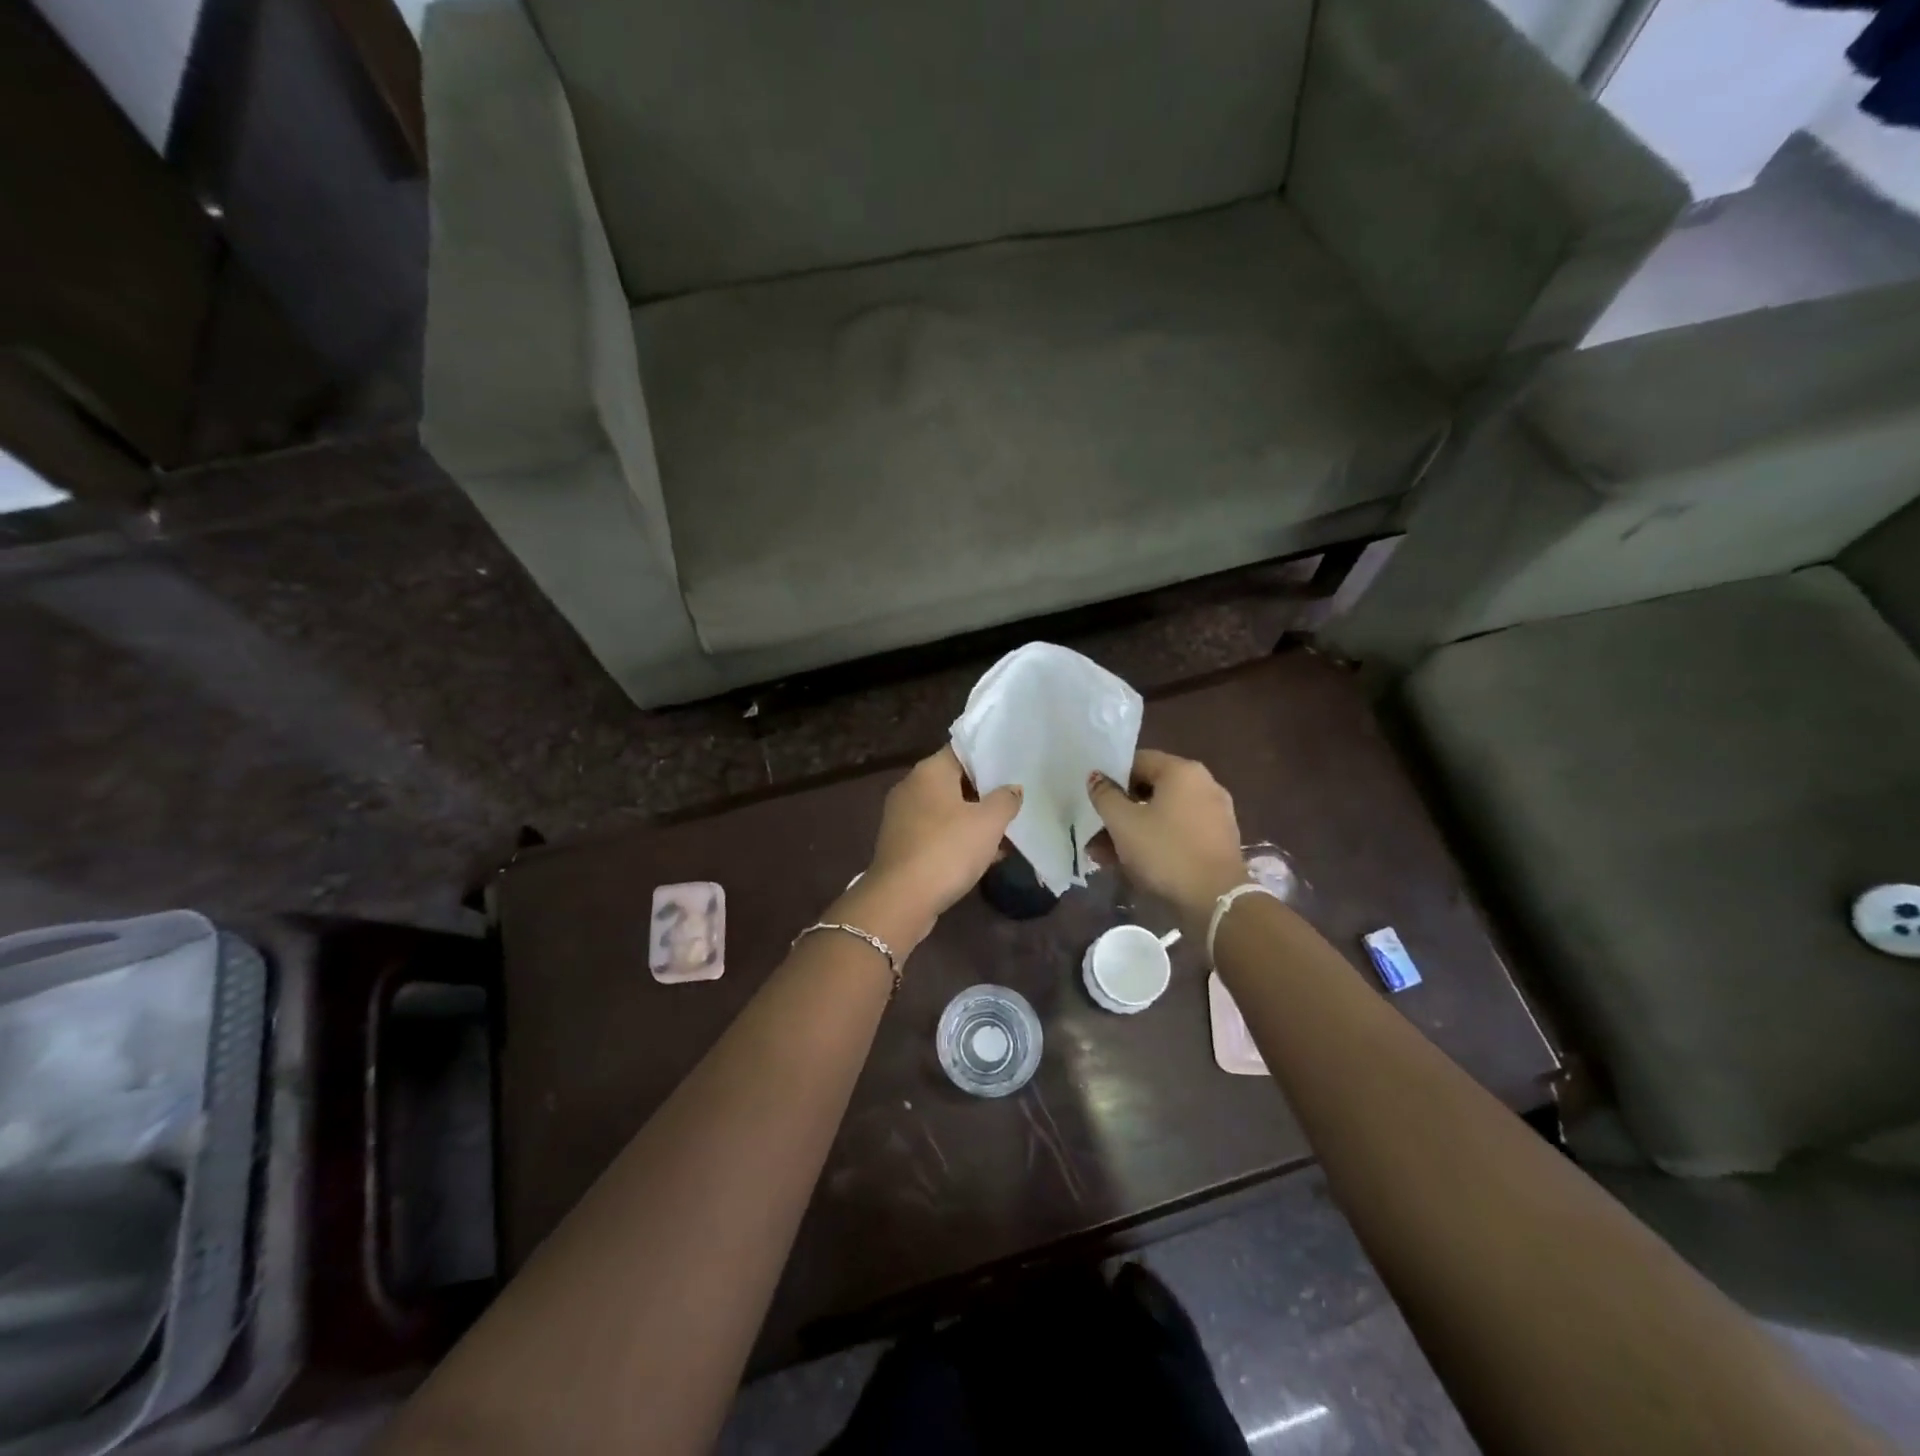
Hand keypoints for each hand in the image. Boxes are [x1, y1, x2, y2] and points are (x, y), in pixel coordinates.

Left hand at [842, 747, 1021, 954]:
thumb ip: (1005, 800)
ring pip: (948, 810)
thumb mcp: (988, 823)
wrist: (901, 900)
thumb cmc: (947, 850)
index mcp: (929, 771)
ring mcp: (904, 817)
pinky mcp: (903, 845)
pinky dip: (959, 840)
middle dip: (985, 792)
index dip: (989, 757)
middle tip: (1016, 800)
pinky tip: (986, 856)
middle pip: (955, 781)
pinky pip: (938, 834)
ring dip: (974, 820)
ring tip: (1007, 831)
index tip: (1014, 766)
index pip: (962, 751)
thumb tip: (1012, 789)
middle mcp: (912, 787)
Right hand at [1088, 750, 1247, 922]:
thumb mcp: (1122, 823)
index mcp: (1182, 771)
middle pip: (1150, 790)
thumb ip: (1105, 796)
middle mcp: (1203, 785)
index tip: (1094, 800)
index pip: (1138, 760)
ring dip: (1133, 831)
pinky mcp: (1218, 841)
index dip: (1111, 778)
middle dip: (1120, 811)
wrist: (1216, 900)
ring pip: (1162, 815)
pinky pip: (1179, 832)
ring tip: (1105, 856)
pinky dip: (1156, 842)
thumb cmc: (1165, 852)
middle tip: (1095, 832)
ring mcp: (1214, 814)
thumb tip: (1096, 777)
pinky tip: (1132, 864)